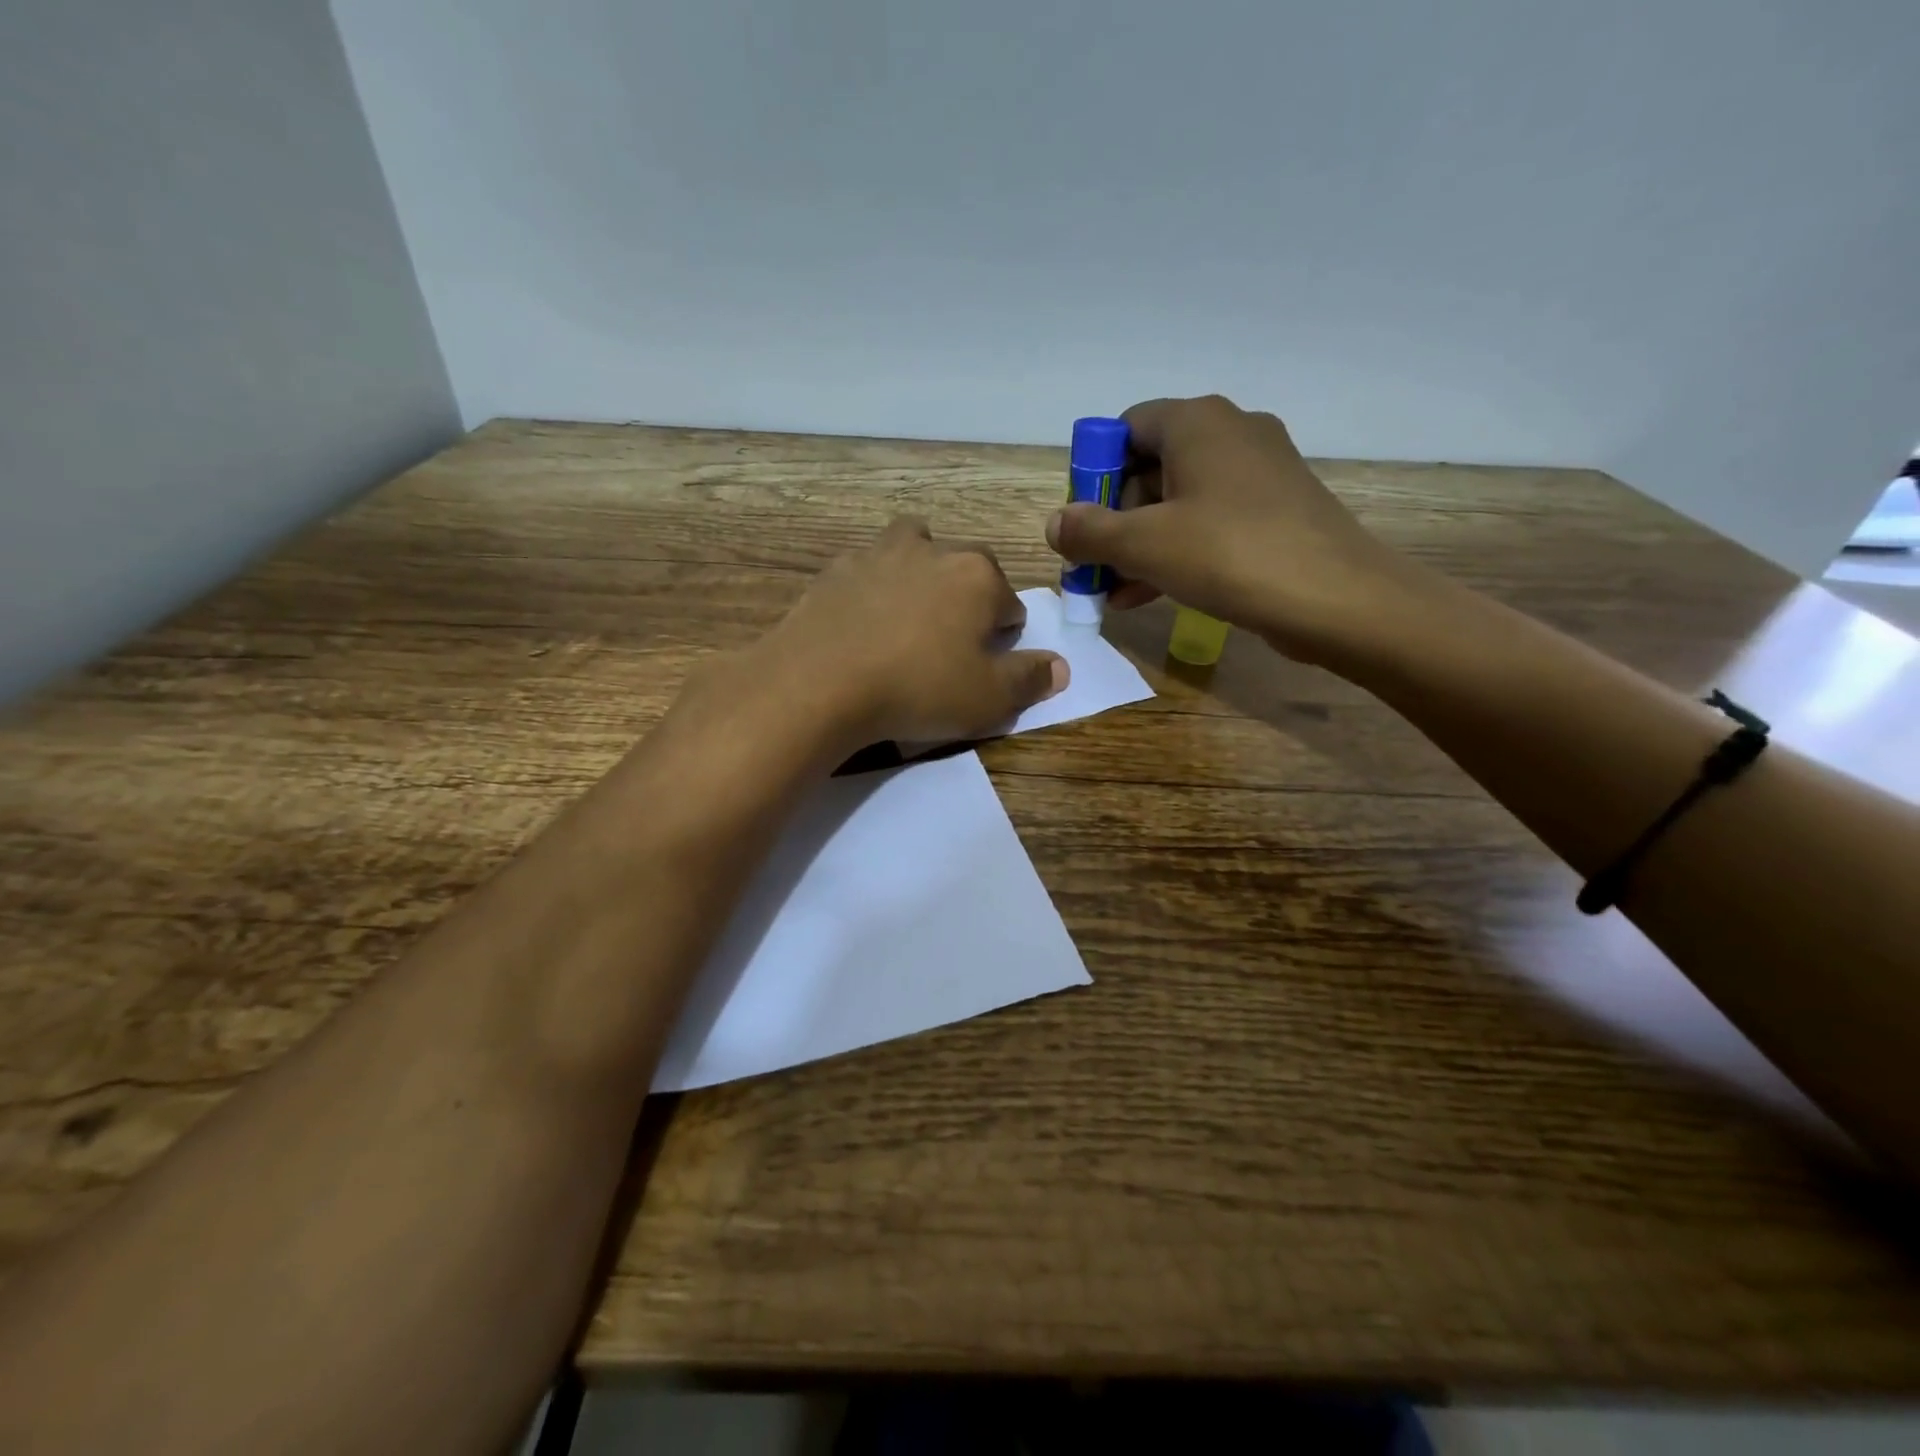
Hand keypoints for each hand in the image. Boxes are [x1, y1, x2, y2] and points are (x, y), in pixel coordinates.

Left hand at [753, 517, 1067, 747]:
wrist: (820, 682)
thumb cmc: (918, 688)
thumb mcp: (989, 699)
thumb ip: (1030, 679)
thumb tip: (1060, 667)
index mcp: (978, 576)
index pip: (1010, 602)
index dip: (1004, 635)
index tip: (987, 664)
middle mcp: (932, 551)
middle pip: (965, 568)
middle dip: (966, 598)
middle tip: (949, 644)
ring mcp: (877, 554)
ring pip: (912, 550)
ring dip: (919, 574)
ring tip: (908, 618)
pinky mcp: (834, 571)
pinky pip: (865, 572)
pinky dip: (872, 590)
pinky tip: (861, 626)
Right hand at [1044, 394, 1427, 664]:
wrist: (1336, 598)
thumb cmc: (1228, 555)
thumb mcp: (1143, 544)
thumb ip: (1090, 532)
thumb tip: (1055, 523)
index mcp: (1196, 422)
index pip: (1126, 428)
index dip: (1094, 473)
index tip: (1082, 521)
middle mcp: (1231, 432)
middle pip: (1151, 467)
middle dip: (1115, 520)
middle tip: (1096, 565)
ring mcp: (1260, 471)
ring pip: (1179, 501)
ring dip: (1141, 544)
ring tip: (1116, 592)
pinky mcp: (1278, 509)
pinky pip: (1211, 521)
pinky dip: (1178, 550)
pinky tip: (1152, 593)